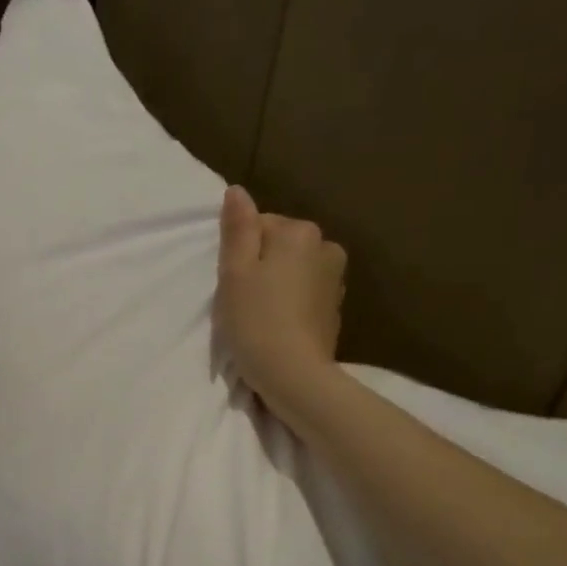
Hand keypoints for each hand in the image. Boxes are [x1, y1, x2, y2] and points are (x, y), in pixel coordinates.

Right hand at [214, 185, 346, 403]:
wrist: (294, 374)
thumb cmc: (255, 320)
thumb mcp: (234, 272)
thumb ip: (238, 228)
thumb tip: (237, 191)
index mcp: (300, 232)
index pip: (259, 226)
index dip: (239, 253)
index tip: (231, 282)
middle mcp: (326, 247)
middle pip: (279, 246)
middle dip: (260, 267)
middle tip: (242, 300)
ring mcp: (335, 279)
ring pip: (293, 270)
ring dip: (276, 285)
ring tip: (259, 316)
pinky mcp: (334, 309)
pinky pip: (305, 294)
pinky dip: (290, 304)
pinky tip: (277, 326)